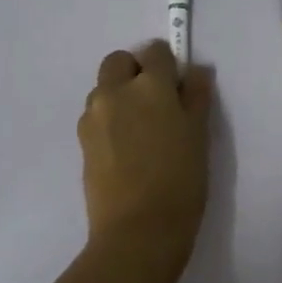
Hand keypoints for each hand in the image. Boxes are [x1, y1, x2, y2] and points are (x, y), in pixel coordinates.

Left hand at [77, 40, 214, 277]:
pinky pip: (96, 116)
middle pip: (119, 62)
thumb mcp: (199, 136)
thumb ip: (196, 97)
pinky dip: (109, 121)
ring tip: (140, 132)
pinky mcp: (82, 141)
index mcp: (150, 85)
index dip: (168, 64)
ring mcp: (93, 116)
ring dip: (119, 96)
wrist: (138, 231)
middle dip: (135, 72)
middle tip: (156, 103)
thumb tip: (195, 72)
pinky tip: (125, 151)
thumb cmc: (180, 181)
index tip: (177, 86)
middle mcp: (115, 91)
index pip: (155, 51)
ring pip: (104, 89)